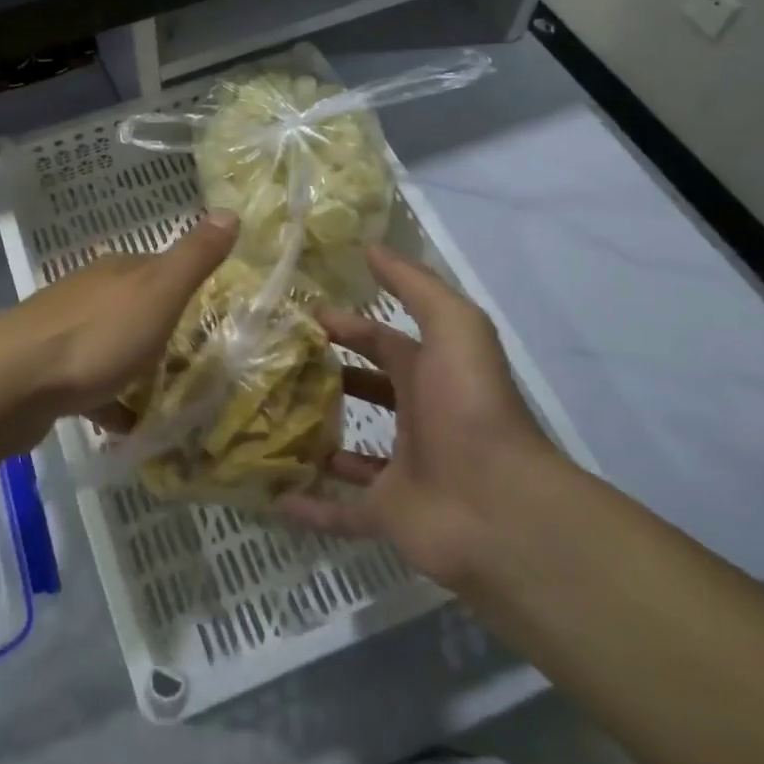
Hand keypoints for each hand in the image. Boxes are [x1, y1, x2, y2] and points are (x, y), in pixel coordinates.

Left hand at [0, 211, 238, 451]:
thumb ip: (194, 257)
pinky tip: (125, 426)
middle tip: (193, 359)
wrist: (12, 382)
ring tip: (164, 394)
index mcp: (116, 270)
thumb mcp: (159, 292)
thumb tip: (230, 210)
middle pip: (133, 305)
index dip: (183, 285)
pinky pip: (88, 383)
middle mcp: (87, 292)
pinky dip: (108, 400)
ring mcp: (61, 330)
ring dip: (132, 364)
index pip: (158, 266)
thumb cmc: (96, 336)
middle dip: (159, 328)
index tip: (209, 311)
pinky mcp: (45, 370)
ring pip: (109, 343)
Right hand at [276, 245, 568, 588]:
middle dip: (327, 376)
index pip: (383, 342)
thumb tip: (371, 248)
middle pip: (366, 391)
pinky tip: (269, 496)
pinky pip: (340, 511)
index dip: (347, 326)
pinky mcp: (386, 515)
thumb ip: (415, 286)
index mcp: (431, 375)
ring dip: (316, 438)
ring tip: (264, 420)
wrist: (499, 505)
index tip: (299, 317)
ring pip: (348, 451)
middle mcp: (416, 419)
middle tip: (272, 366)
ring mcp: (401, 470)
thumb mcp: (453, 326)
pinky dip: (309, 507)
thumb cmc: (470, 406)